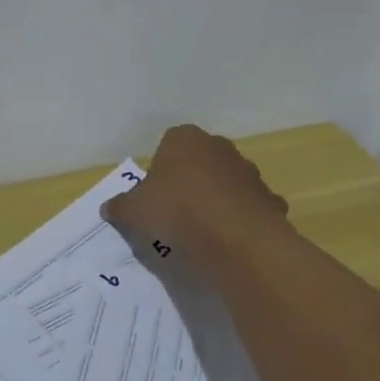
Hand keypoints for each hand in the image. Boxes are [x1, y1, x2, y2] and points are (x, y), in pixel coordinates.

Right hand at [103, 125, 288, 257]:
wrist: (235, 238)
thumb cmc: (176, 210)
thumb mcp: (133, 211)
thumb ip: (120, 207)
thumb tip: (109, 208)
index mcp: (185, 140)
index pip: (169, 143)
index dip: (160, 168)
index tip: (154, 194)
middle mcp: (220, 148)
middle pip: (200, 161)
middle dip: (190, 181)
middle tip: (174, 211)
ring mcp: (249, 173)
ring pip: (227, 183)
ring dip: (217, 200)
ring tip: (201, 230)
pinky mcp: (270, 200)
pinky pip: (249, 208)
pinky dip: (241, 220)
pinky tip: (228, 241)